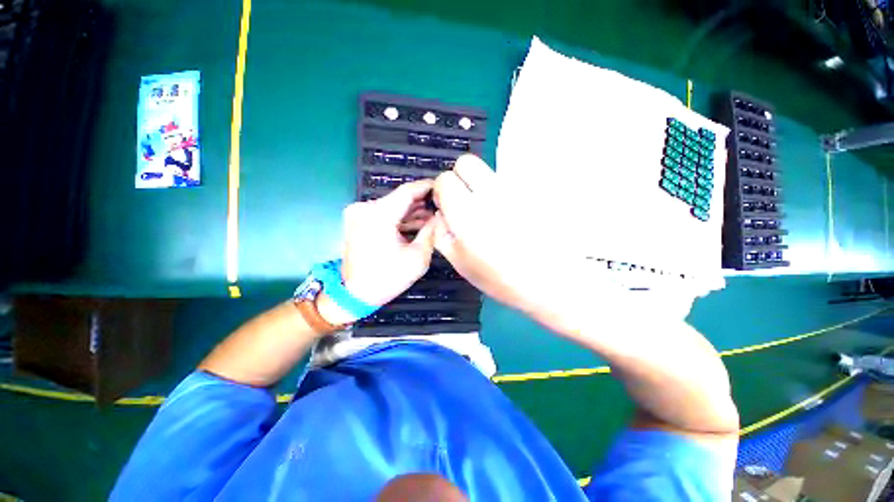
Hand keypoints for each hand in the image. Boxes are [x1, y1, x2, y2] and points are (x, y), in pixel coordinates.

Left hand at [340, 180, 437, 310]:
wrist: (354, 294)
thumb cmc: (387, 278)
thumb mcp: (418, 257)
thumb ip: (431, 232)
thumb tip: (441, 215)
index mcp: (378, 215)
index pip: (408, 191)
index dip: (427, 187)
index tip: (444, 186)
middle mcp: (365, 208)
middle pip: (400, 198)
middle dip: (422, 202)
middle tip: (442, 205)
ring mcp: (359, 213)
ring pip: (393, 206)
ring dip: (412, 211)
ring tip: (433, 216)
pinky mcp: (358, 221)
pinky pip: (384, 214)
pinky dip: (400, 218)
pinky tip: (417, 223)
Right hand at [431, 155, 564, 318]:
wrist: (550, 281)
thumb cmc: (500, 278)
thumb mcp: (460, 262)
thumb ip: (441, 233)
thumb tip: (440, 213)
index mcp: (468, 213)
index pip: (445, 179)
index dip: (442, 192)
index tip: (446, 206)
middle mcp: (491, 194)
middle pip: (467, 162)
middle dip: (459, 178)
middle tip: (464, 202)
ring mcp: (514, 190)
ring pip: (487, 171)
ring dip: (481, 186)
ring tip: (490, 213)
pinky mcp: (532, 192)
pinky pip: (508, 182)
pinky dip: (501, 193)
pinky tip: (509, 216)